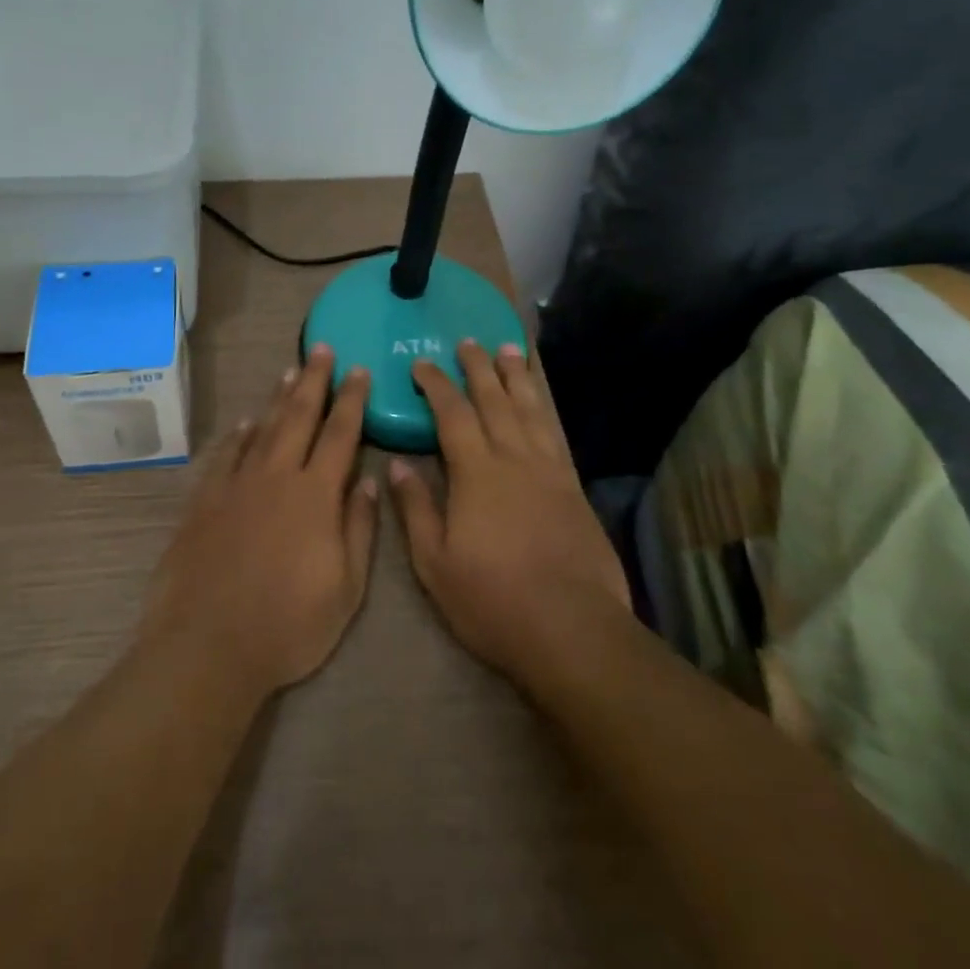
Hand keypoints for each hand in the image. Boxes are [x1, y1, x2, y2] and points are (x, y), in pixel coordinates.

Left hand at [139, 344, 378, 698]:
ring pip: (263, 428)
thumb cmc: (288, 625)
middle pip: (299, 416)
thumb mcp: (345, 589)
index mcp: (315, 495)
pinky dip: (239, 434)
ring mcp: (237, 485)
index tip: (360, 370)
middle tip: (322, 349)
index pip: (340, 434)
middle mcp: (276, 476)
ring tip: (291, 370)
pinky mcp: (205, 500)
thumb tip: (370, 482)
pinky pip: (226, 454)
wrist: (207, 645)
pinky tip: (247, 422)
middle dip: (314, 380)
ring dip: (279, 397)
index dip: (352, 400)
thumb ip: (359, 529)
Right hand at [391, 340, 630, 688]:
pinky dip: (544, 408)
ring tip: (508, 349)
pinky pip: (554, 433)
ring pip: (529, 409)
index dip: (436, 385)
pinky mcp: (573, 487)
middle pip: (493, 401)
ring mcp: (548, 470)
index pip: (452, 414)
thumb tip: (396, 465)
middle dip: (478, 368)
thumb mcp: (435, 563)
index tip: (422, 364)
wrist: (571, 627)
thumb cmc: (492, 599)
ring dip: (515, 377)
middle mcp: (513, 459)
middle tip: (468, 341)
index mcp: (475, 473)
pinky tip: (540, 402)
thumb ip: (416, 509)